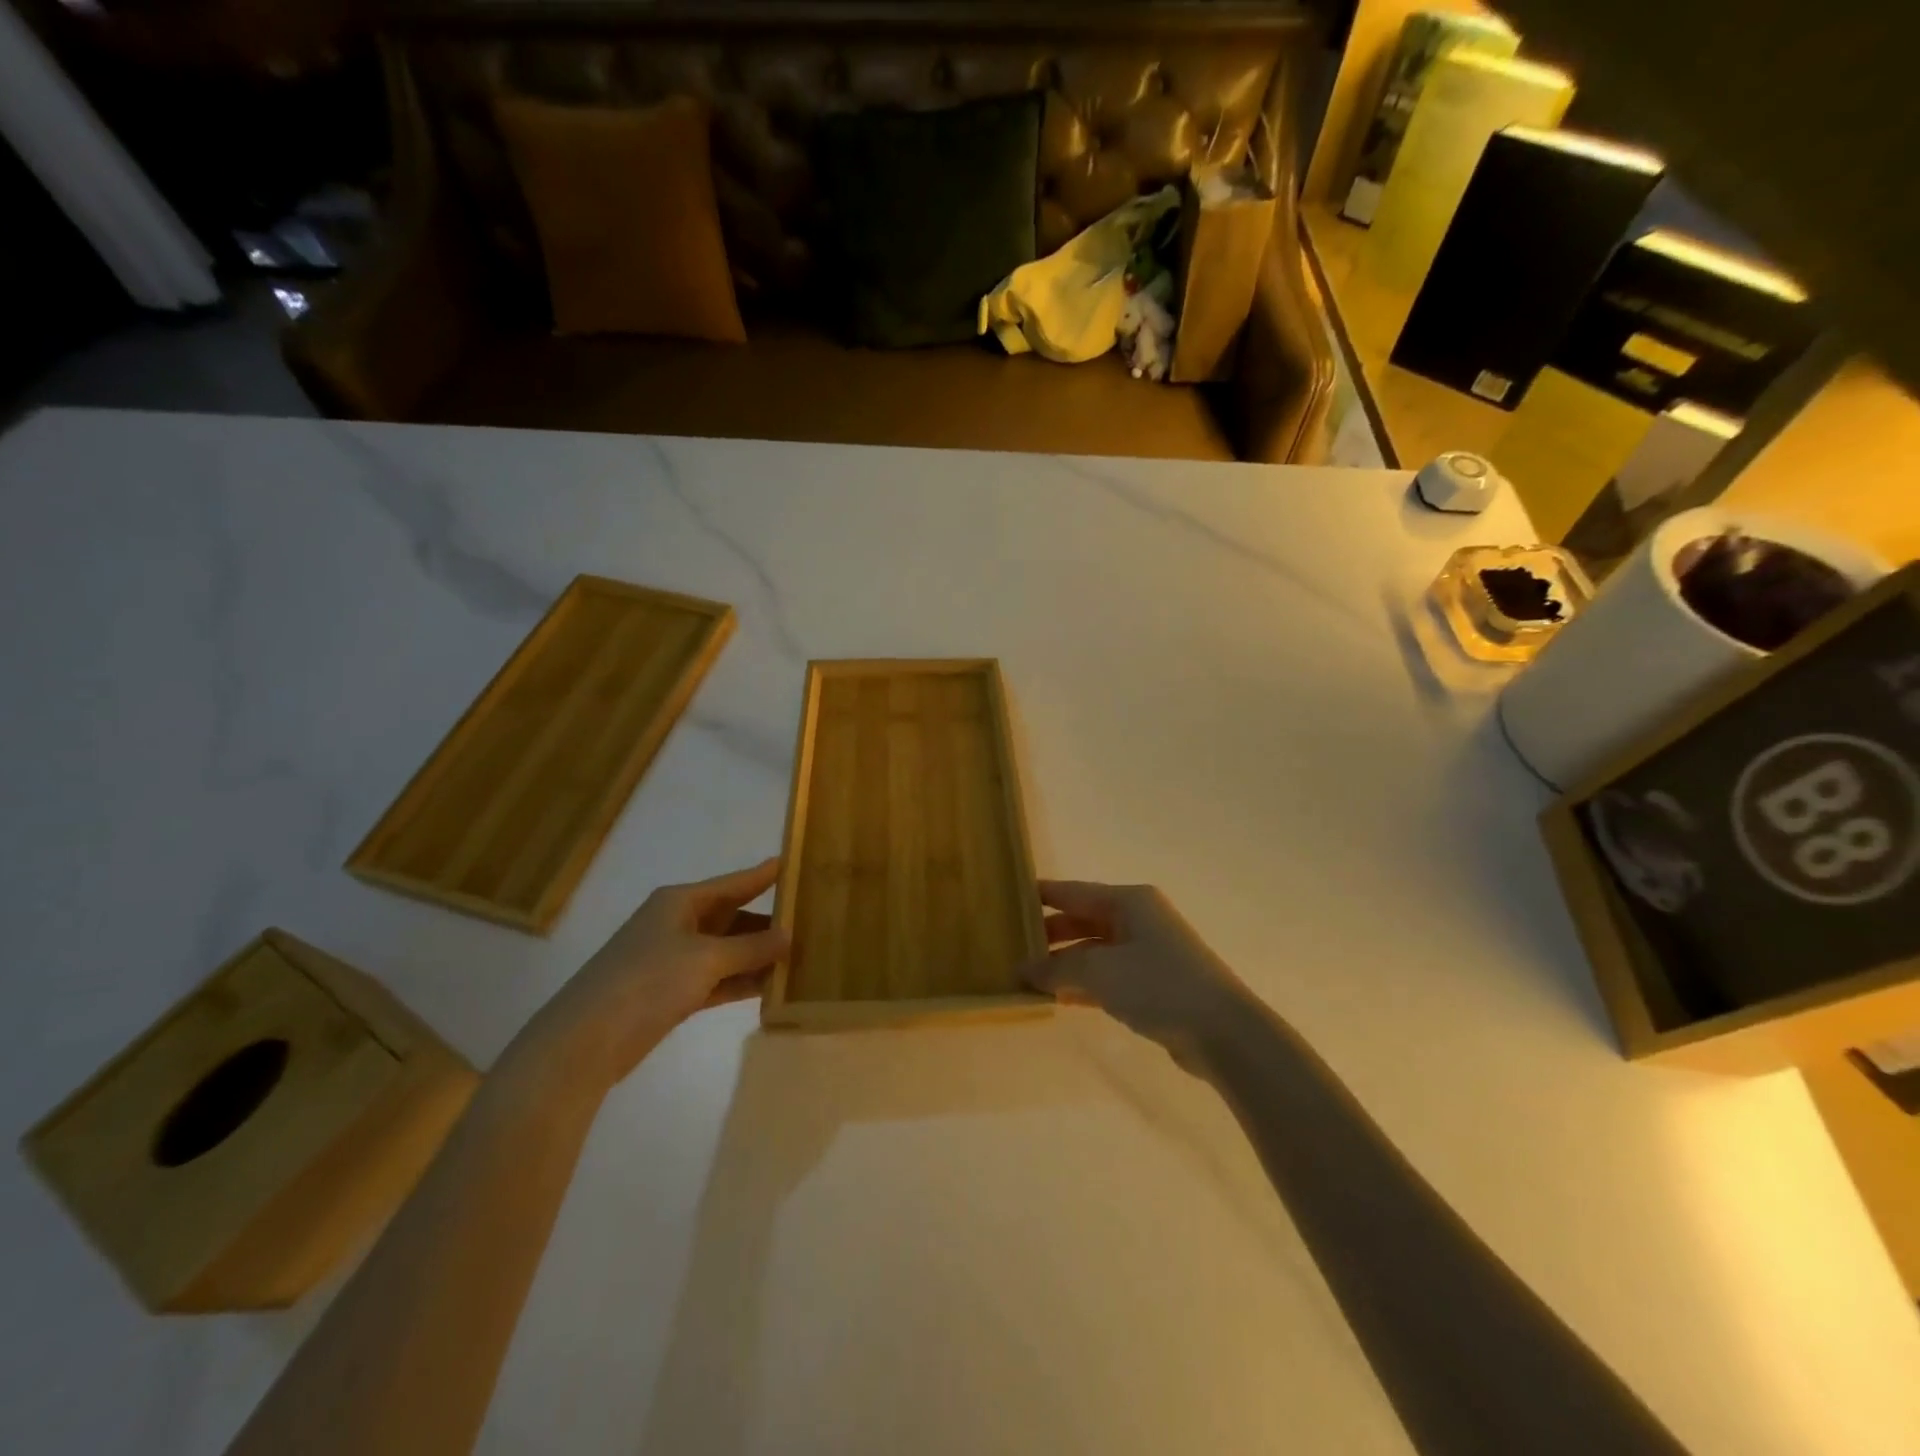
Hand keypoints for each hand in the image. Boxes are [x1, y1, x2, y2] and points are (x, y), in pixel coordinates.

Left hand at [515, 858, 788, 1089]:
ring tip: (800, 958)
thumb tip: (789, 935)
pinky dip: (741, 982)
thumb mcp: (706, 959)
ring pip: (727, 950)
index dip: (763, 875)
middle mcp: (678, 924)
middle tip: (810, 923)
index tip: (795, 864)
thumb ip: (751, 948)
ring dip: (757, 956)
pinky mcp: (672, 993)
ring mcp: (674, 960)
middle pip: (732, 916)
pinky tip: (771, 988)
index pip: (733, 883)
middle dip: (767, 922)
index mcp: (680, 902)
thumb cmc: (647, 981)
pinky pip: (717, 979)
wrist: (586, 1040)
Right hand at [1021, 881, 1257, 1062]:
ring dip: (1063, 963)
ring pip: (1093, 950)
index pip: (1072, 891)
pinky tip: (1057, 998)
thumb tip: (1023, 968)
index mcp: (1128, 901)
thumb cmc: (1158, 984)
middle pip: (1082, 920)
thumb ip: (1057, 967)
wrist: (1223, 1032)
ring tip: (1025, 976)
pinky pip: (1107, 976)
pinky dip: (1083, 984)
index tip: (1005, 901)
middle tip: (1009, 947)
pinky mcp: (1153, 983)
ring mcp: (1147, 952)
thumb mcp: (1100, 971)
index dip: (1039, 896)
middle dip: (1048, 934)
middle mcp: (1138, 919)